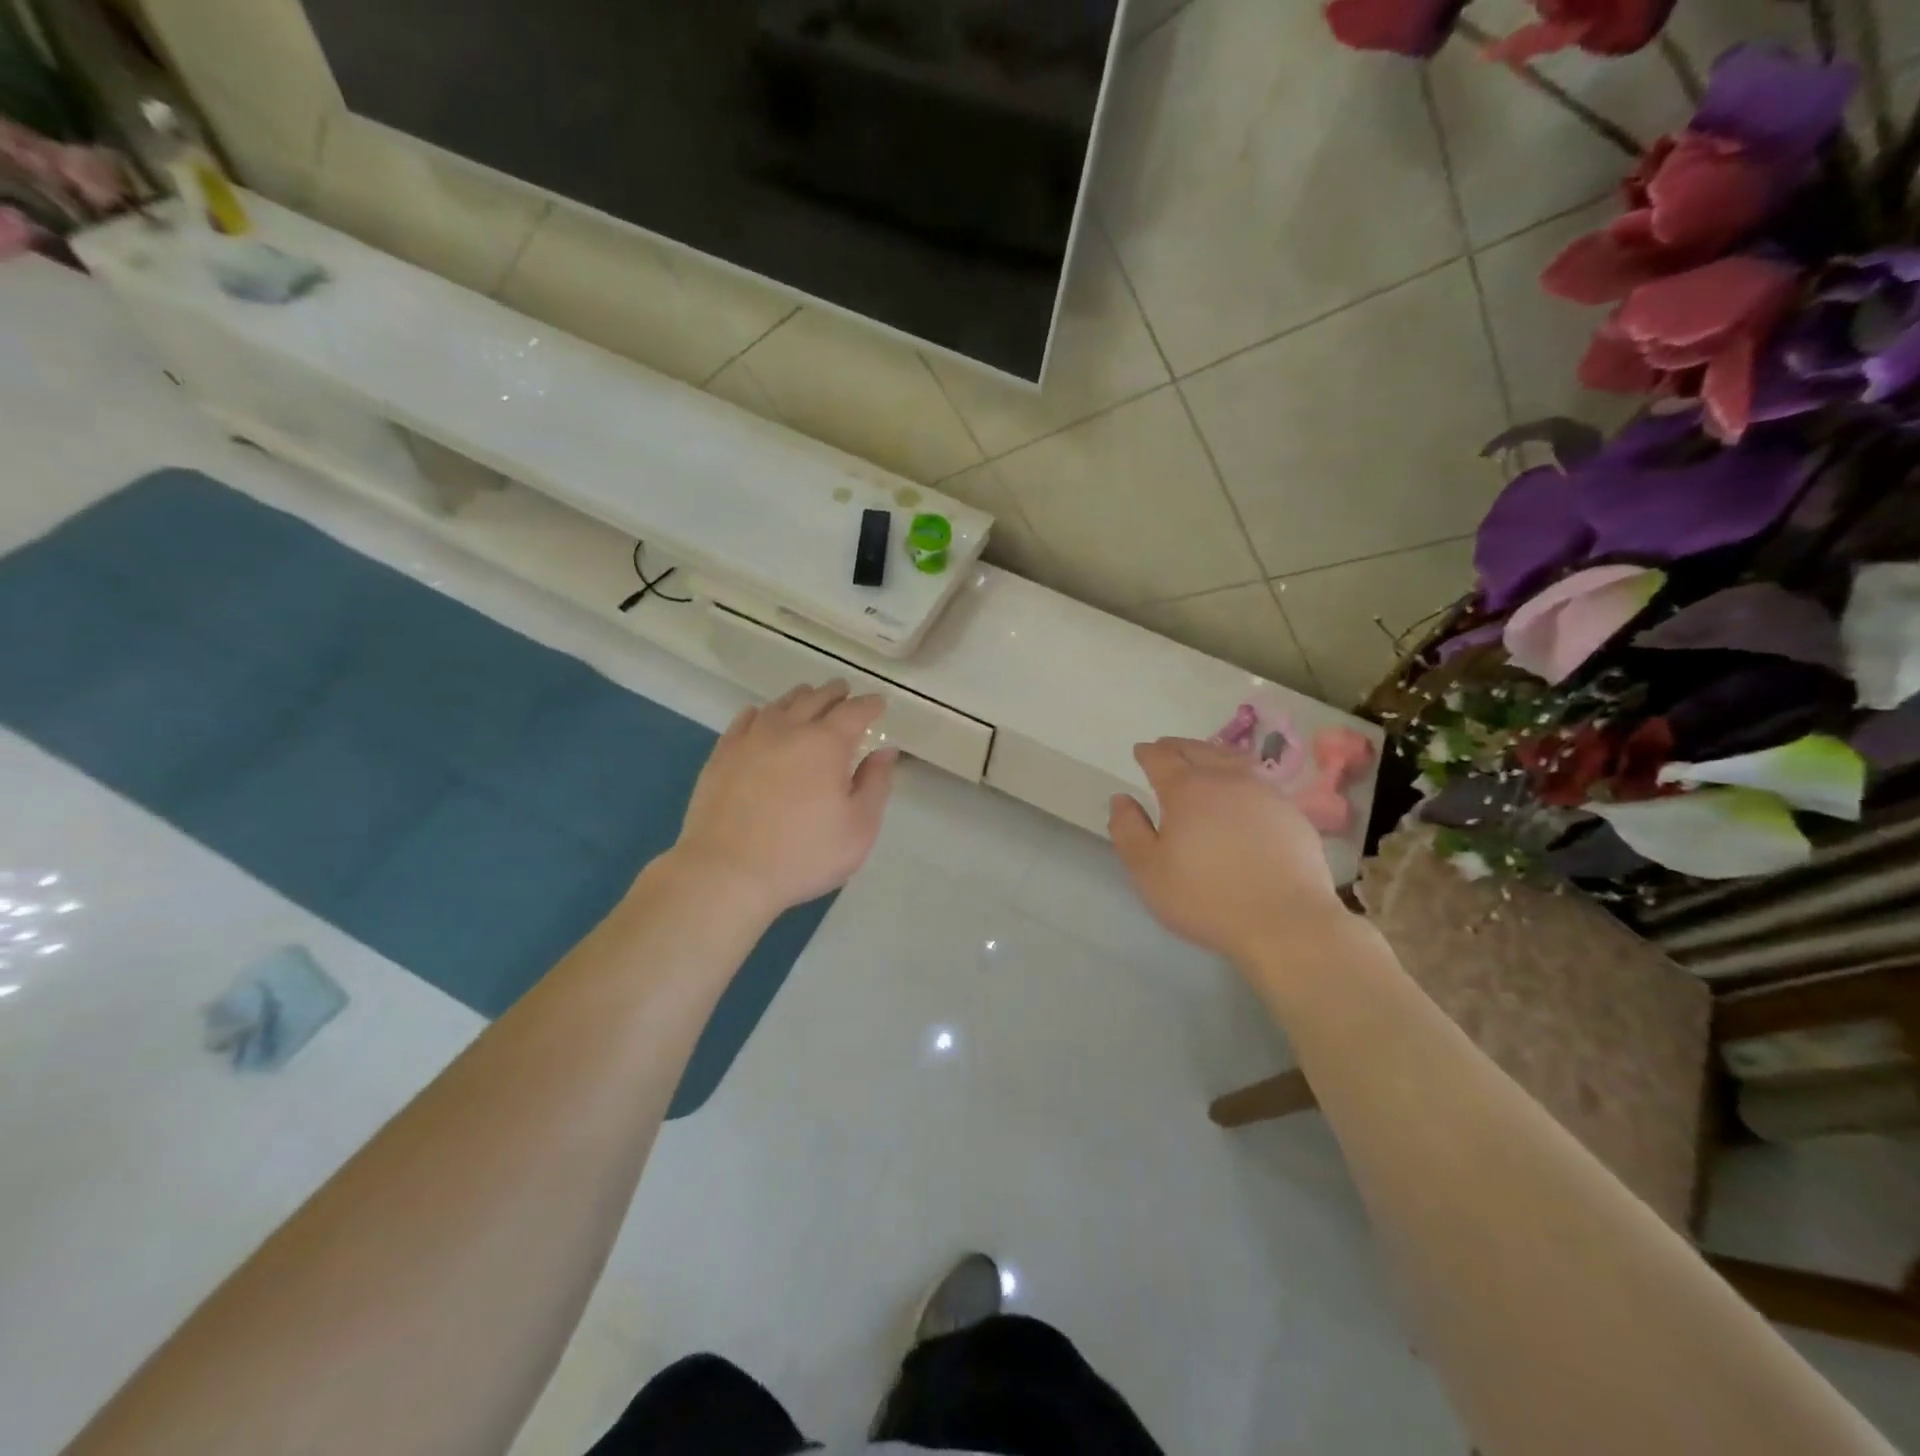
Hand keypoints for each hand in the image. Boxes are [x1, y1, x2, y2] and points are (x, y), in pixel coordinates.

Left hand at [674, 681, 897, 918]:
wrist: (726, 872)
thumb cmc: (803, 854)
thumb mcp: (859, 828)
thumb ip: (876, 784)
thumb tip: (885, 751)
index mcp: (827, 744)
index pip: (854, 711)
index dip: (870, 705)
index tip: (879, 704)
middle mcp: (789, 730)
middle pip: (815, 698)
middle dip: (834, 693)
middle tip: (844, 692)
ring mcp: (750, 739)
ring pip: (780, 705)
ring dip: (800, 698)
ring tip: (808, 698)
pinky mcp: (722, 755)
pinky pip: (745, 720)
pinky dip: (762, 712)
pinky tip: (761, 717)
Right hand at [1108, 737, 1343, 961]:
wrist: (1285, 922)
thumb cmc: (1206, 897)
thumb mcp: (1148, 870)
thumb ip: (1128, 829)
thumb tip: (1121, 798)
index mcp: (1186, 790)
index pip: (1161, 758)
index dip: (1148, 753)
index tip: (1140, 751)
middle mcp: (1225, 780)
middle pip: (1199, 750)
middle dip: (1178, 747)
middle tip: (1167, 748)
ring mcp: (1264, 793)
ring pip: (1233, 760)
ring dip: (1213, 754)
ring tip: (1204, 759)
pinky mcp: (1292, 813)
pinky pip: (1259, 782)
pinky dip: (1241, 778)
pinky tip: (1241, 794)